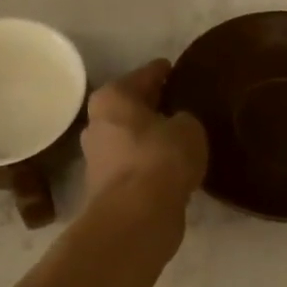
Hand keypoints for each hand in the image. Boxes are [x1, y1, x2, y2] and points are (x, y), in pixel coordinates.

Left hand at [82, 60, 207, 209]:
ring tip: (179, 137)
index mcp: (113, 97)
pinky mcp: (105, 188)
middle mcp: (97, 123)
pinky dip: (148, 163)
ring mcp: (97, 158)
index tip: (176, 69)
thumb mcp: (189, 128)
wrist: (136, 217)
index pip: (145, 74)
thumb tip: (177, 125)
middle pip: (131, 107)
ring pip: (130, 138)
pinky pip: (134, 165)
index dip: (163, 71)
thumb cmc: (160, 159)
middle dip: (152, 105)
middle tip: (180, 103)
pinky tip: (170, 166)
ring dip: (149, 137)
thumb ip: (184, 119)